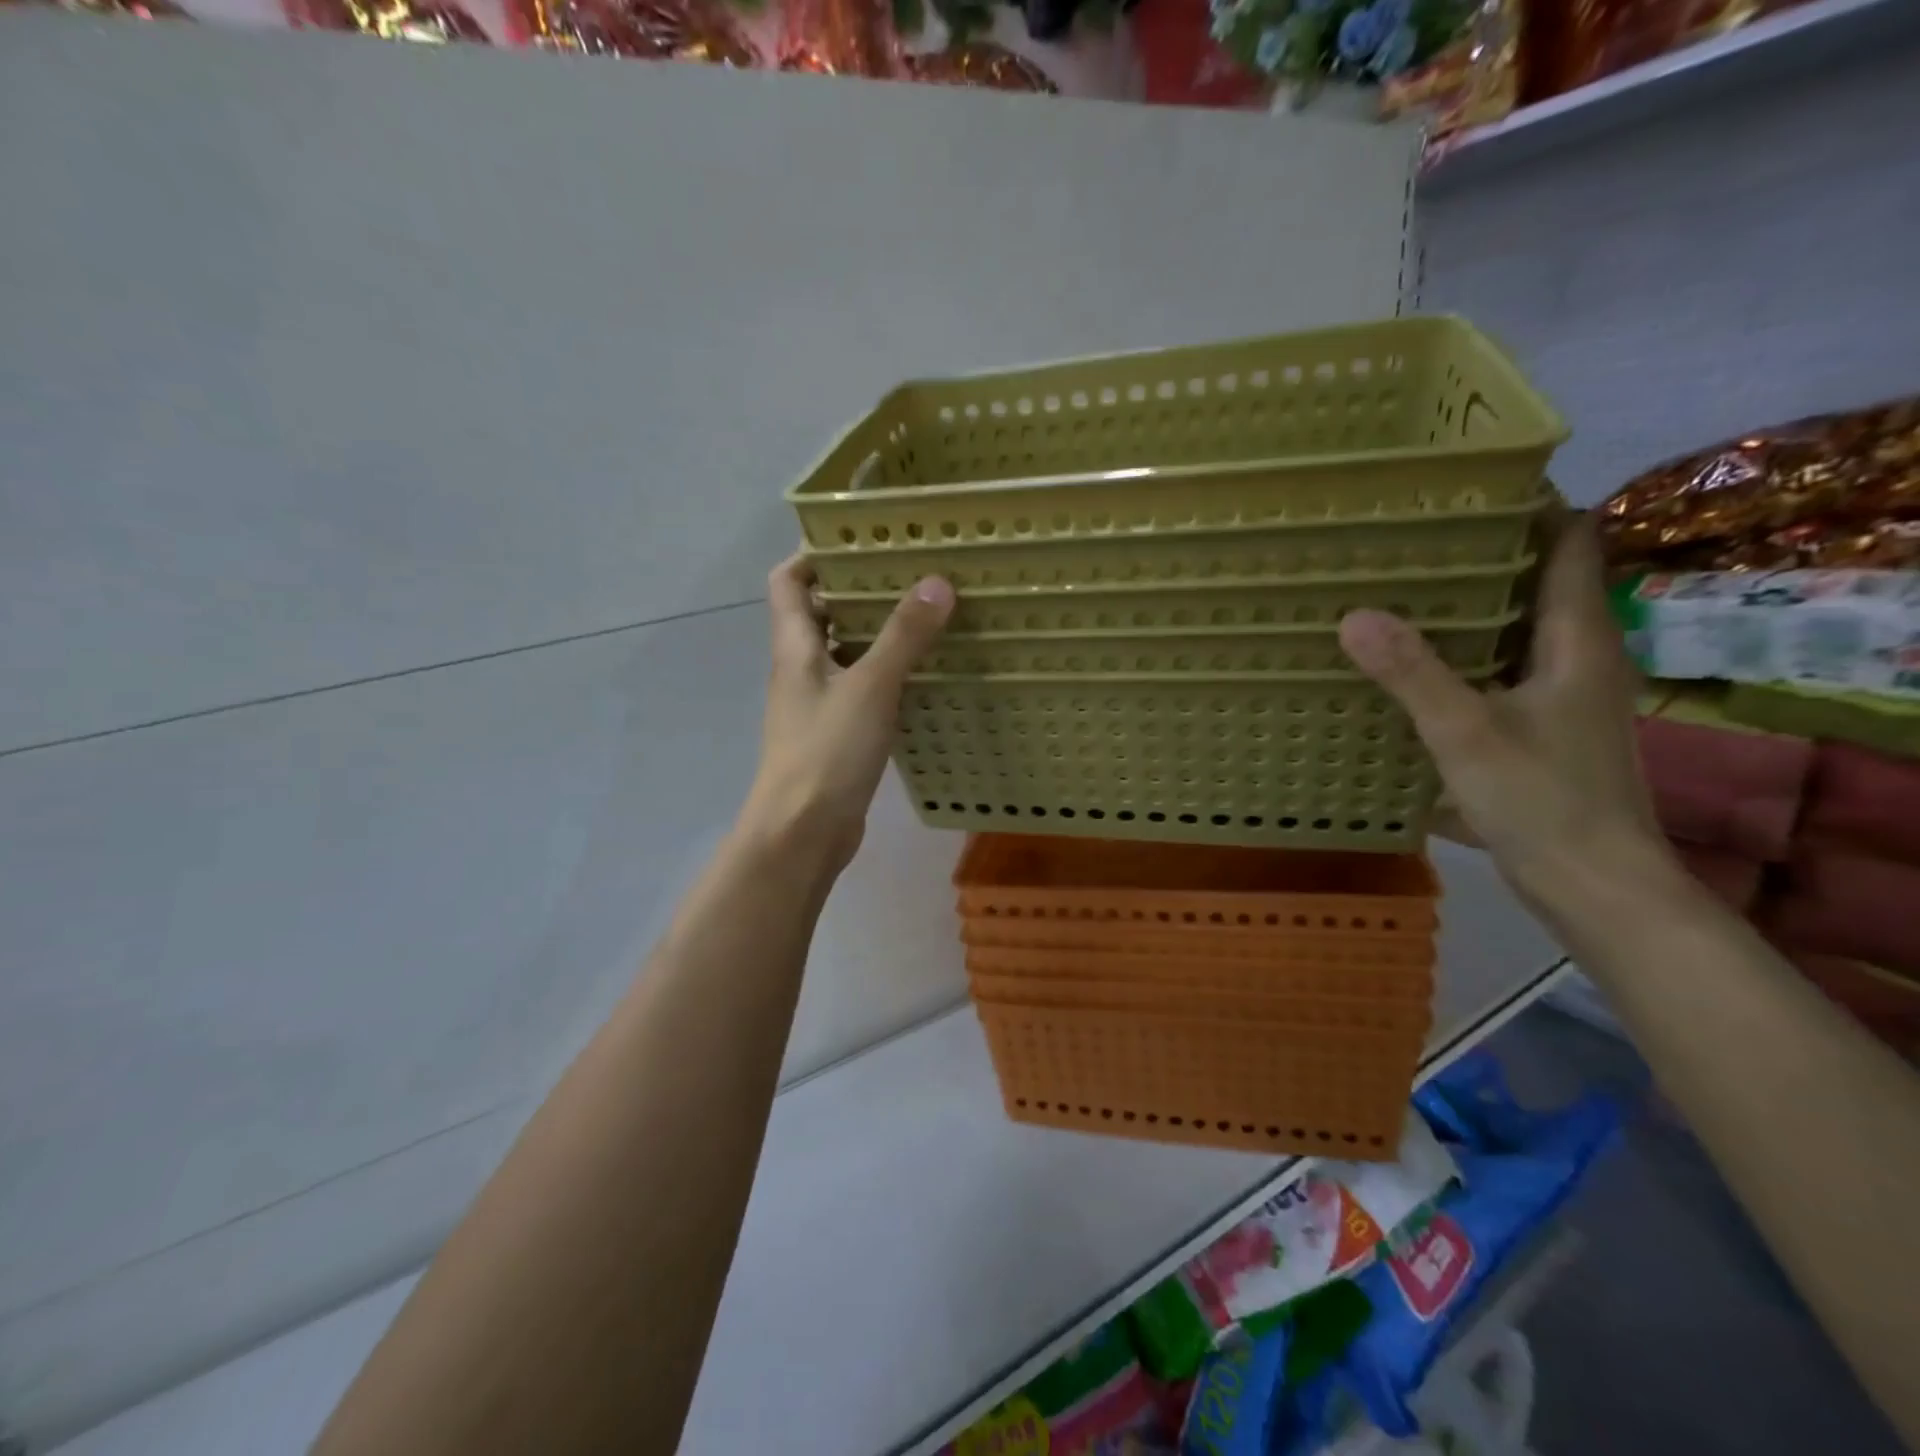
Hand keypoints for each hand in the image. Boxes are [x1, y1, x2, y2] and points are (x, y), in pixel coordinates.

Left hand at [739, 553, 954, 873]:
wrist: (802, 832)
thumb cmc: (827, 752)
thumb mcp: (870, 687)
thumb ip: (903, 636)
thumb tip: (937, 582)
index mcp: (794, 647)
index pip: (787, 581)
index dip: (815, 554)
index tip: (861, 540)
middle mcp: (800, 669)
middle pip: (819, 614)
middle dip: (858, 590)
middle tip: (909, 574)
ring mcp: (816, 704)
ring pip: (843, 654)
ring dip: (875, 634)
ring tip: (924, 616)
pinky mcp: (836, 735)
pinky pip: (860, 690)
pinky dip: (884, 676)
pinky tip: (921, 675)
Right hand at [1337, 518, 1676, 913]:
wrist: (1596, 887)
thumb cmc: (1543, 801)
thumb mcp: (1465, 733)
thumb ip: (1411, 673)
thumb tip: (1354, 614)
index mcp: (1578, 640)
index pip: (1572, 543)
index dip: (1534, 506)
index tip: (1468, 489)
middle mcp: (1579, 657)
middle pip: (1541, 580)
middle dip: (1485, 553)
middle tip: (1411, 538)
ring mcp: (1563, 695)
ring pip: (1518, 628)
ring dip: (1471, 608)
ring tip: (1401, 592)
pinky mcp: (1544, 729)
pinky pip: (1501, 669)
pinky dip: (1464, 655)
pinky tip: (1414, 666)